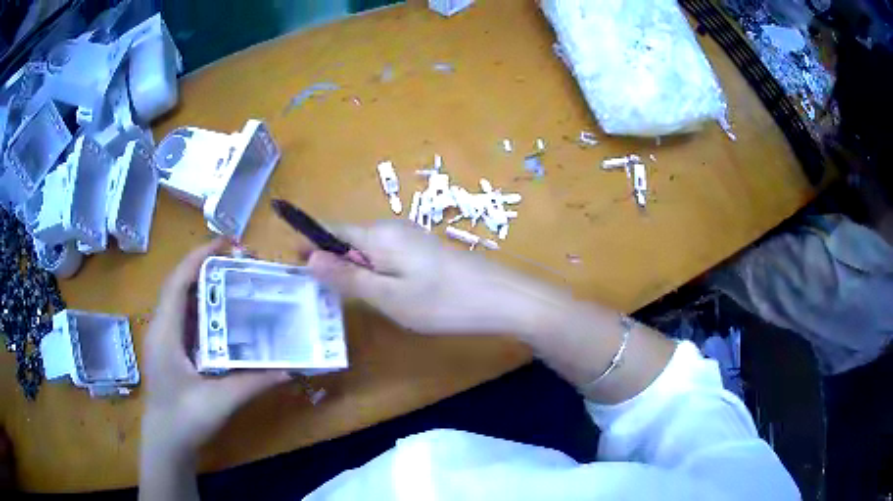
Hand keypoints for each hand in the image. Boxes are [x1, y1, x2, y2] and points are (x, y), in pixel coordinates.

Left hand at [141, 239, 289, 456]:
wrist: (167, 443)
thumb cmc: (185, 420)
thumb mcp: (219, 401)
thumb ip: (252, 383)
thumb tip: (289, 369)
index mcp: (165, 333)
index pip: (177, 283)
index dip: (198, 258)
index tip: (226, 244)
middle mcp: (161, 329)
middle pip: (180, 286)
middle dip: (206, 267)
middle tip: (239, 263)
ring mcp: (164, 340)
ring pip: (182, 302)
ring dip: (205, 287)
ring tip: (234, 281)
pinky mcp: (171, 351)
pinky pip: (186, 320)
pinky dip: (204, 309)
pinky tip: (224, 317)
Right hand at [305, 220, 568, 335]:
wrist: (502, 298)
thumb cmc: (441, 302)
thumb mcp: (388, 296)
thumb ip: (348, 277)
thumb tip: (310, 258)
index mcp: (378, 234)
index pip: (331, 230)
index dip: (310, 244)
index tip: (294, 265)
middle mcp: (393, 227)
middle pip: (350, 240)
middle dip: (334, 262)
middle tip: (328, 295)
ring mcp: (413, 237)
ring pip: (370, 250)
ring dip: (357, 269)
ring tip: (358, 299)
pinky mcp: (426, 250)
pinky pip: (389, 256)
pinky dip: (378, 272)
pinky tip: (388, 294)